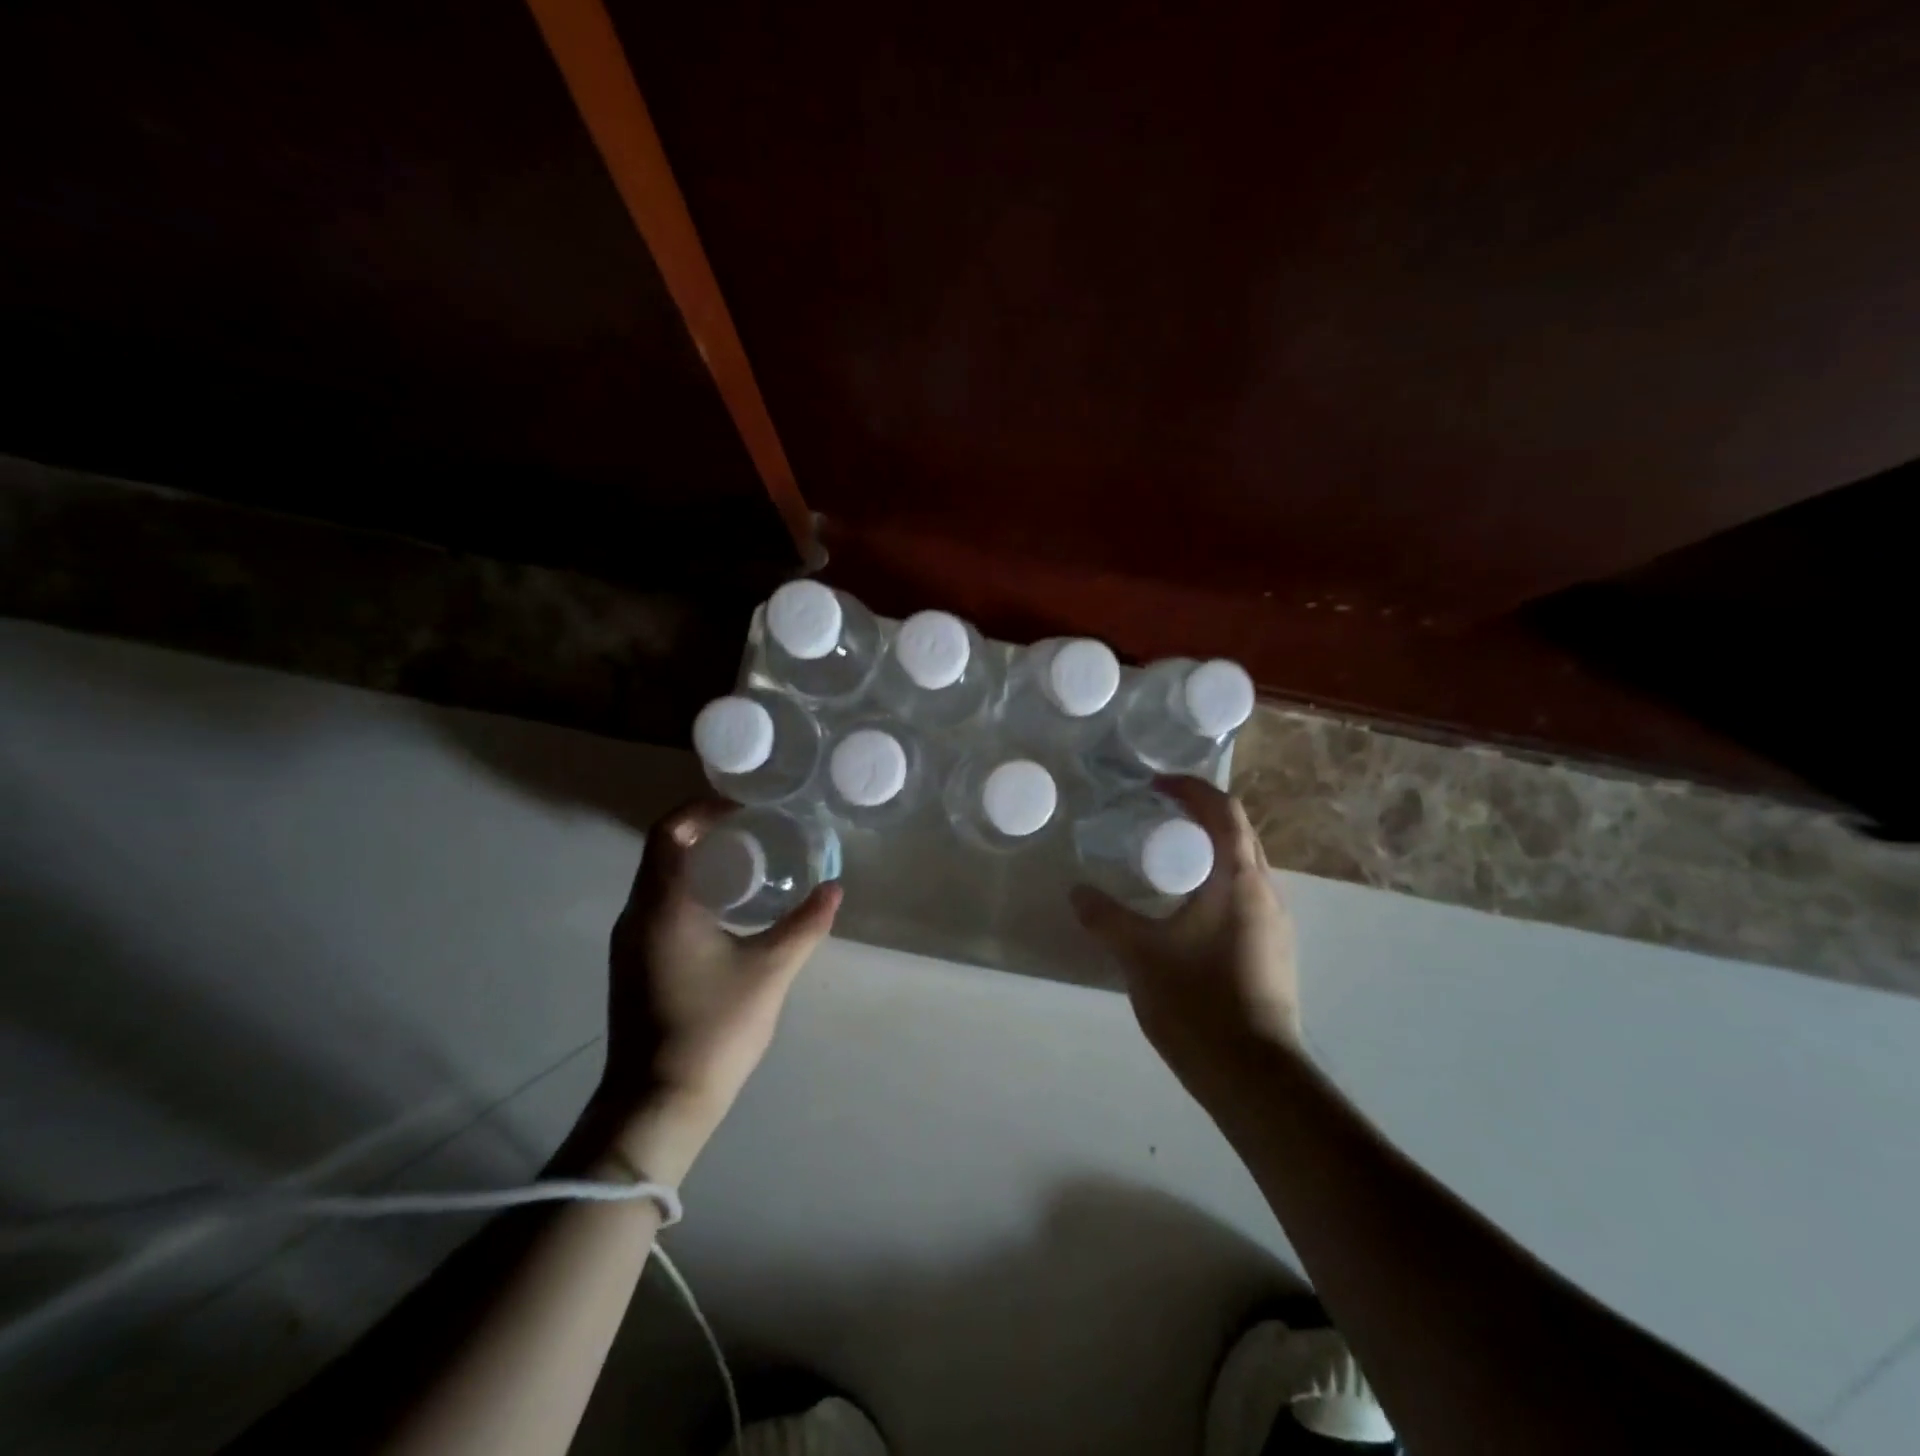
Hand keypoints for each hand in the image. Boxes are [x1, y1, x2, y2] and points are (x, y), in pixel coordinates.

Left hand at [597, 800, 840, 1182]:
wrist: (656, 1104)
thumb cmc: (713, 1029)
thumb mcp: (770, 971)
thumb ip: (805, 925)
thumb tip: (835, 888)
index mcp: (663, 905)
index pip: (670, 831)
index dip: (702, 809)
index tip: (743, 808)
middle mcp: (635, 915)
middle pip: (663, 851)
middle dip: (705, 834)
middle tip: (754, 833)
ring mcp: (628, 942)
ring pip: (658, 880)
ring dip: (696, 863)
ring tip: (746, 866)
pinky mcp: (632, 964)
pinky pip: (657, 906)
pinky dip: (687, 891)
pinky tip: (725, 911)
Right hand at [1071, 778, 1301, 1097]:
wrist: (1255, 1077)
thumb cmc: (1198, 1002)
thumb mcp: (1139, 955)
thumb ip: (1104, 917)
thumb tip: (1076, 892)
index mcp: (1239, 879)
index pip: (1224, 810)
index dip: (1191, 788)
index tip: (1155, 785)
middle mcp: (1266, 892)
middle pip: (1238, 833)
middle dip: (1199, 815)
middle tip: (1155, 817)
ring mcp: (1275, 923)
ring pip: (1243, 866)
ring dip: (1208, 850)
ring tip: (1165, 859)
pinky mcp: (1274, 950)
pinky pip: (1244, 895)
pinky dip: (1215, 881)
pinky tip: (1185, 909)